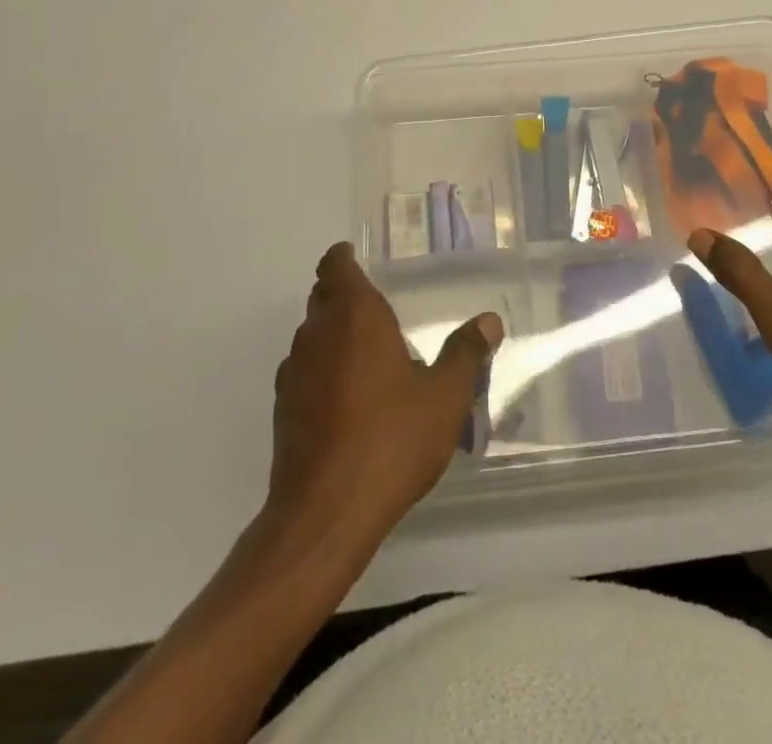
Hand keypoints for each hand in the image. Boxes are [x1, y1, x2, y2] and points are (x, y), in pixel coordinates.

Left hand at [266, 243, 502, 544]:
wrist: (325, 514)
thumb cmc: (391, 440)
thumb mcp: (445, 397)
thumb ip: (466, 354)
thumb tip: (488, 321)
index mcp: (355, 316)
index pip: (336, 266)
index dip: (343, 258)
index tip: (356, 257)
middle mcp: (318, 334)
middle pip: (322, 298)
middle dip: (342, 294)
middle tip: (375, 305)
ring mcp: (294, 373)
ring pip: (311, 335)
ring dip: (332, 333)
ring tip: (366, 351)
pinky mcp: (283, 410)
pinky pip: (304, 371)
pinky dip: (322, 369)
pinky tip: (348, 396)